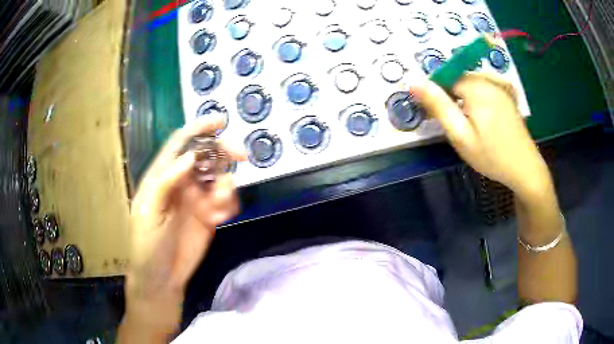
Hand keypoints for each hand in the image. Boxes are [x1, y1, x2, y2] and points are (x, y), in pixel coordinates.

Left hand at [124, 116, 245, 334]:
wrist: (161, 279)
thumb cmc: (147, 246)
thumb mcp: (149, 213)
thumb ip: (166, 183)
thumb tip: (190, 156)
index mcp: (161, 177)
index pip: (180, 144)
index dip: (198, 129)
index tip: (221, 121)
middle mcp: (181, 183)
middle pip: (206, 156)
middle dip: (224, 152)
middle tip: (243, 157)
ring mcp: (197, 200)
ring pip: (220, 178)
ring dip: (227, 186)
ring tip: (219, 207)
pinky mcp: (209, 216)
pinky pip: (226, 201)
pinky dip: (229, 205)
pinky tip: (220, 219)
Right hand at [410, 72, 550, 198]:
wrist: (525, 169)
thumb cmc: (491, 156)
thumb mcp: (460, 135)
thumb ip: (438, 106)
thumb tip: (414, 82)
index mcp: (476, 87)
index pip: (444, 78)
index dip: (436, 94)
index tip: (435, 116)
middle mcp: (488, 80)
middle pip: (458, 79)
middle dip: (450, 96)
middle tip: (453, 125)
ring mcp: (500, 86)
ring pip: (471, 83)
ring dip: (463, 97)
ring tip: (468, 124)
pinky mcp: (507, 94)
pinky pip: (484, 87)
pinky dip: (477, 97)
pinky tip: (482, 115)